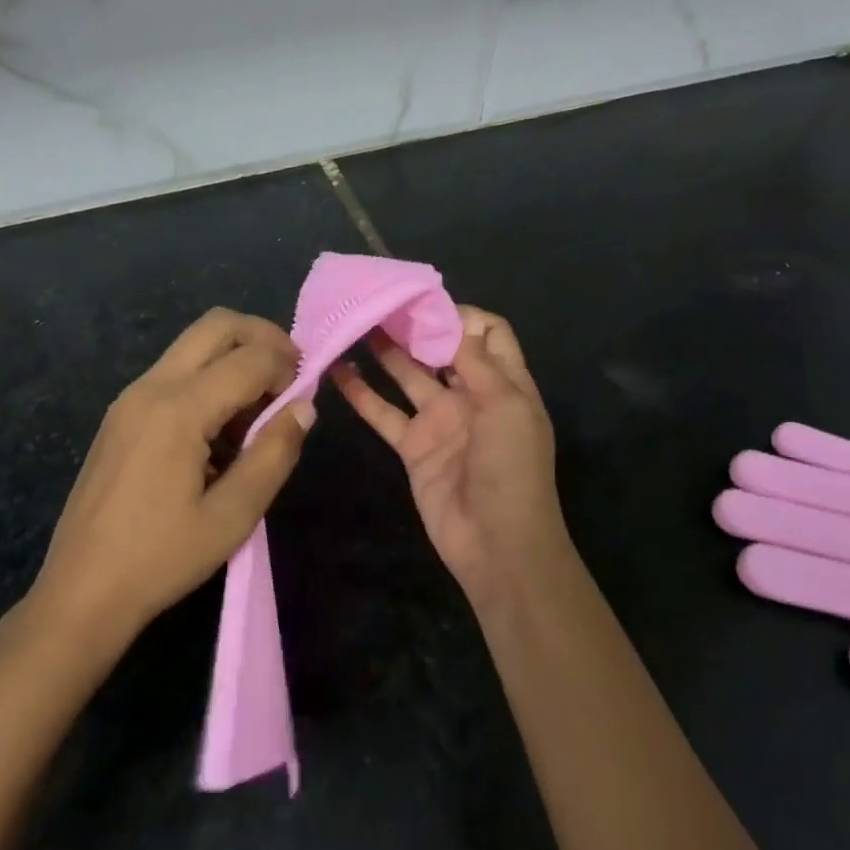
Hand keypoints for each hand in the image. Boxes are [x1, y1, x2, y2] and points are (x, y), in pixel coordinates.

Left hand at [30, 309, 314, 649]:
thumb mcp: (233, 516)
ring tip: (258, 411)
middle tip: (290, 374)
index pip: (249, 358)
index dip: (288, 367)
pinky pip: (174, 371)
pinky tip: (220, 430)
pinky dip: (209, 378)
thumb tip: (303, 407)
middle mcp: (151, 387)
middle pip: (217, 325)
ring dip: (235, 357)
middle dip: (263, 338)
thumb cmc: (161, 558)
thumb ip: (274, 454)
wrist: (81, 591)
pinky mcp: (121, 414)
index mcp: (178, 410)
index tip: (306, 396)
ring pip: (193, 344)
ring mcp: (130, 397)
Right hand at [332, 306, 569, 605]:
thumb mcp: (506, 408)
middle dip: (416, 326)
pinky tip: (337, 371)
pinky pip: (384, 413)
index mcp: (505, 383)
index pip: (488, 334)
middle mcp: (472, 395)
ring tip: (356, 323)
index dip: (461, 316)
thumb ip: (477, 363)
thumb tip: (454, 321)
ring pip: (408, 375)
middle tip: (380, 304)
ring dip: (386, 352)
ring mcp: (440, 420)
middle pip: (443, 349)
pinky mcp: (413, 447)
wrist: (498, 545)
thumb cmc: (512, 469)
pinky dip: (361, 393)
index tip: (425, 305)